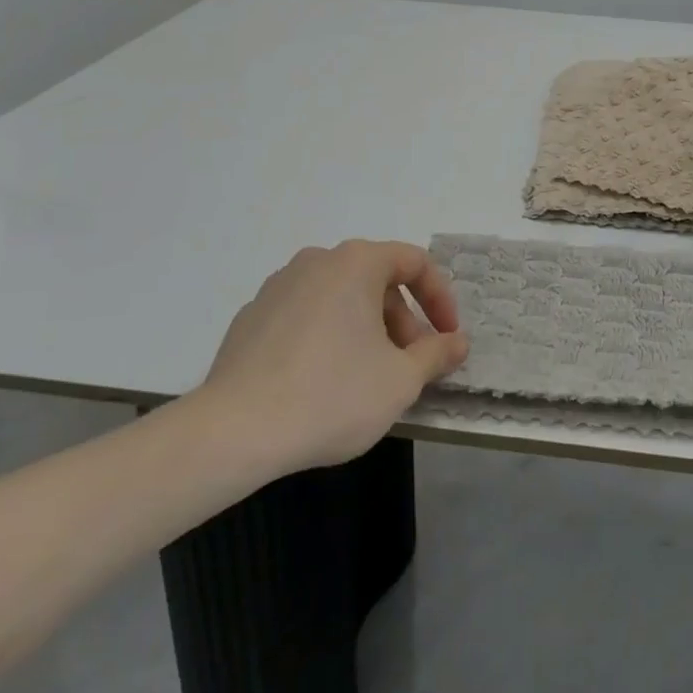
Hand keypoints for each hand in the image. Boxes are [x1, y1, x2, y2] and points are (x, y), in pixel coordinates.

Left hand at [196, 239, 468, 472]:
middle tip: (410, 363)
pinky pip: (306, 315)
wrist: (235, 431)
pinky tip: (323, 381)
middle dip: (403, 320)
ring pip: (340, 297)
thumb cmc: (332, 395)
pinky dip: (328, 335)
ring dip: (367, 328)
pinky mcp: (252, 316)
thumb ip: (436, 354)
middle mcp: (317, 261)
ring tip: (370, 376)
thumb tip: (457, 342)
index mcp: (356, 263)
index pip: (414, 263)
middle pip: (376, 279)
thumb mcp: (400, 380)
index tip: (447, 338)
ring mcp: (279, 286)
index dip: (440, 299)